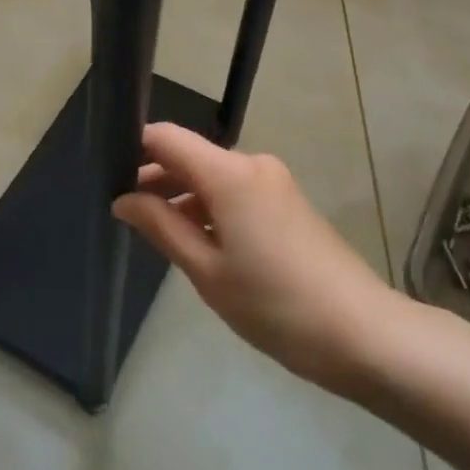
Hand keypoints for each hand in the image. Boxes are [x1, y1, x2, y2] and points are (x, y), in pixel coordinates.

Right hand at [113, 123, 397, 392]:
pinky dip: (211, 207)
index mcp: (229, 172)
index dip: (135, 149)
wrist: (362, 332)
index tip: (107, 174)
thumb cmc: (275, 304)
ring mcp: (274, 181)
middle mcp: (252, 163)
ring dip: (183, 196)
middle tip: (123, 212)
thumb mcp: (208, 272)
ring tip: (156, 233)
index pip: (167, 137)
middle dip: (156, 178)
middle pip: (191, 156)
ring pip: (213, 176)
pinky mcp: (287, 201)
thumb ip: (162, 227)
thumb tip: (124, 199)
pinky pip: (237, 191)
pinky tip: (198, 242)